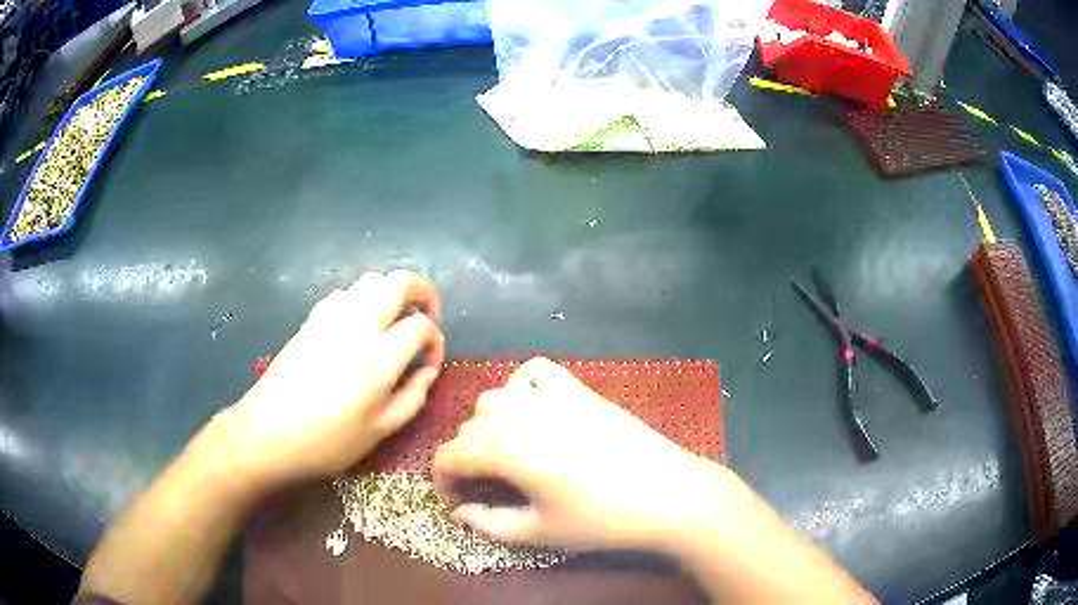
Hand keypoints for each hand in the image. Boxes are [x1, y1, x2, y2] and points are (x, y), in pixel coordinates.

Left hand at [218, 270, 444, 491]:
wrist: (267, 433)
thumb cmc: (326, 442)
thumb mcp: (379, 431)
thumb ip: (412, 397)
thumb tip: (428, 370)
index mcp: (378, 359)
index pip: (421, 327)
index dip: (435, 341)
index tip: (430, 361)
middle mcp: (358, 326)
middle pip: (400, 283)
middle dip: (423, 292)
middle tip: (427, 316)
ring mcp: (331, 317)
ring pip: (372, 280)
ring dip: (392, 292)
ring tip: (395, 319)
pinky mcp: (311, 319)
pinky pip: (346, 293)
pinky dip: (363, 298)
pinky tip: (360, 325)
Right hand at [432, 357, 730, 551]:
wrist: (669, 494)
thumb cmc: (603, 521)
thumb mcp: (540, 532)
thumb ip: (490, 522)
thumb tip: (459, 511)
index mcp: (510, 452)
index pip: (451, 454)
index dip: (442, 478)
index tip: (454, 499)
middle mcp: (524, 415)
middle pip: (470, 427)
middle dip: (464, 457)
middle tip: (482, 487)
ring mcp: (554, 397)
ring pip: (494, 398)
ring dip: (487, 425)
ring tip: (504, 453)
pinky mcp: (580, 390)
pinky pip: (535, 371)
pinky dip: (520, 386)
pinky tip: (531, 412)